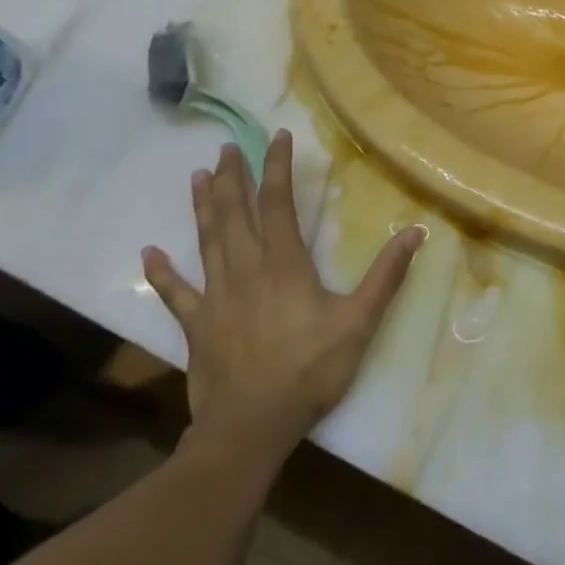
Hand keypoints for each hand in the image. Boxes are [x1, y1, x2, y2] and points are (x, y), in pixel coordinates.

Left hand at [141, 134, 423, 482]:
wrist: (251, 427)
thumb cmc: (310, 370)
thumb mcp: (359, 322)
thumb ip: (386, 275)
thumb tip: (416, 231)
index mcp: (284, 264)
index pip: (277, 204)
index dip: (277, 168)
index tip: (277, 137)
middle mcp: (246, 270)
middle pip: (235, 214)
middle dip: (232, 178)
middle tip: (227, 148)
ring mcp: (216, 297)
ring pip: (207, 241)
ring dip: (202, 207)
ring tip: (196, 176)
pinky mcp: (196, 326)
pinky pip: (175, 293)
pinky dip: (162, 273)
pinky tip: (148, 254)